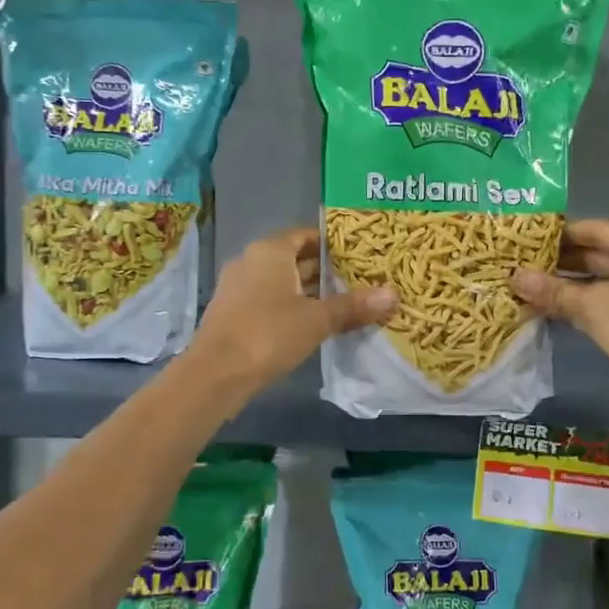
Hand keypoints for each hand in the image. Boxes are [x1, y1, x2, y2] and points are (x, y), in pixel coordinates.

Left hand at [191, 228, 395, 393]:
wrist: (216, 373)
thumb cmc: (269, 333)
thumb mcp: (318, 320)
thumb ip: (353, 306)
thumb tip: (392, 296)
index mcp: (270, 251)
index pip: (305, 235)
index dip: (331, 243)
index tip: (357, 255)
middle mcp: (250, 261)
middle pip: (293, 257)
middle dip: (323, 270)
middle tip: (357, 280)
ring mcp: (237, 287)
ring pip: (280, 281)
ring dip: (306, 290)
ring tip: (341, 303)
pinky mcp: (231, 312)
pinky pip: (267, 299)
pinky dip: (289, 306)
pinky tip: (310, 324)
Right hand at [511, 219, 608, 422]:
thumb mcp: (594, 306)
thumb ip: (553, 290)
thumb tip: (514, 276)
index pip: (595, 229)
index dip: (560, 232)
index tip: (526, 236)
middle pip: (597, 254)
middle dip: (558, 261)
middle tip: (520, 262)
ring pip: (598, 282)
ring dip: (565, 285)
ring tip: (526, 285)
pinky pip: (605, 303)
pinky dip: (579, 305)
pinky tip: (547, 309)